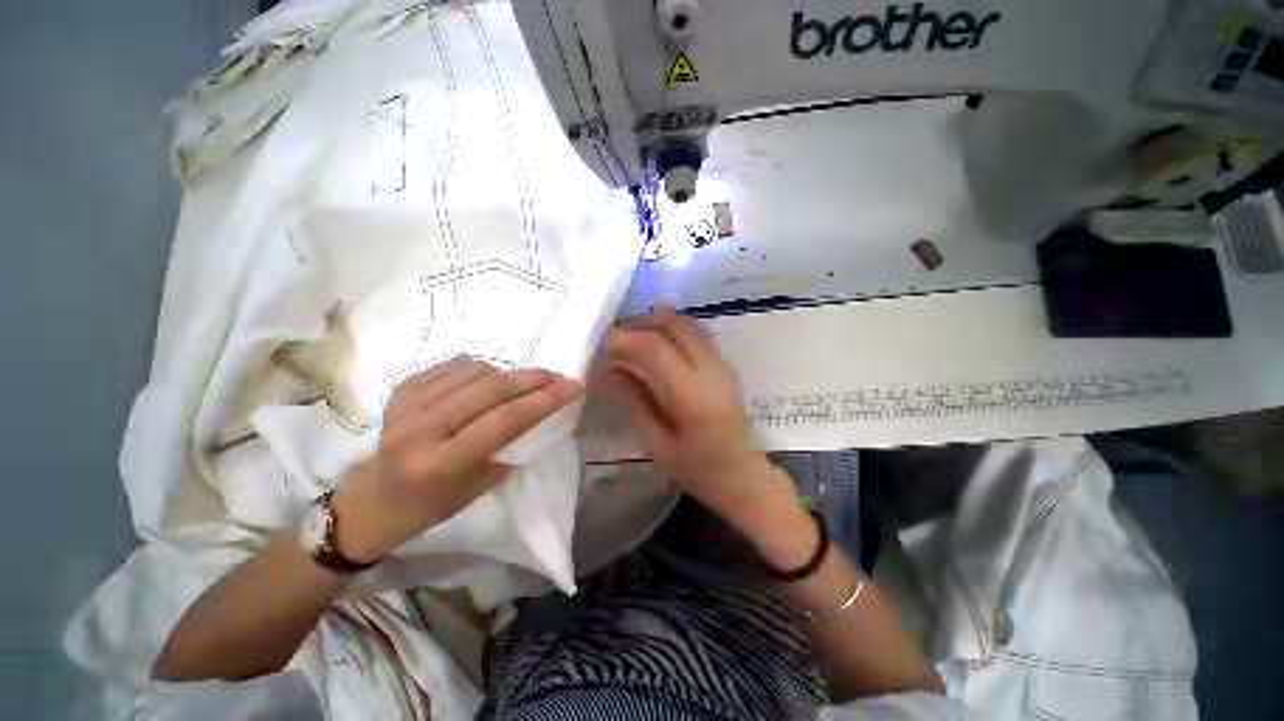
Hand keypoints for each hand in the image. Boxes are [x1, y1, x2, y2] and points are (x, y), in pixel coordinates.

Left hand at [332, 357, 583, 561]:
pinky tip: (490, 378)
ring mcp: (406, 405)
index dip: (545, 399)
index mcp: (441, 463)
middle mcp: (421, 429)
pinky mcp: (400, 391)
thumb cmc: (430, 506)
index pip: (504, 420)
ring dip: (508, 372)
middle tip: (557, 376)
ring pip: (473, 371)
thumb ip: (508, 447)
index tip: (574, 385)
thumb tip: (536, 410)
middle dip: (533, 378)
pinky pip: (452, 366)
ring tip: (523, 383)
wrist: (371, 502)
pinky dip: (480, 368)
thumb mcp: (477, 488)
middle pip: (490, 389)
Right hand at [605, 306, 774, 518]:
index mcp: (692, 395)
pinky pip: (694, 335)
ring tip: (631, 335)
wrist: (738, 471)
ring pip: (687, 325)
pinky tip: (655, 343)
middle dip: (642, 322)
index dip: (627, 338)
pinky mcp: (723, 364)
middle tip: (617, 333)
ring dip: (656, 323)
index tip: (603, 341)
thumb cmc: (695, 467)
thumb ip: (634, 402)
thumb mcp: (656, 442)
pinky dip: (671, 331)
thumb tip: (611, 370)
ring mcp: (720, 364)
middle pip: (675, 325)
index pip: (656, 348)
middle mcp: (710, 370)